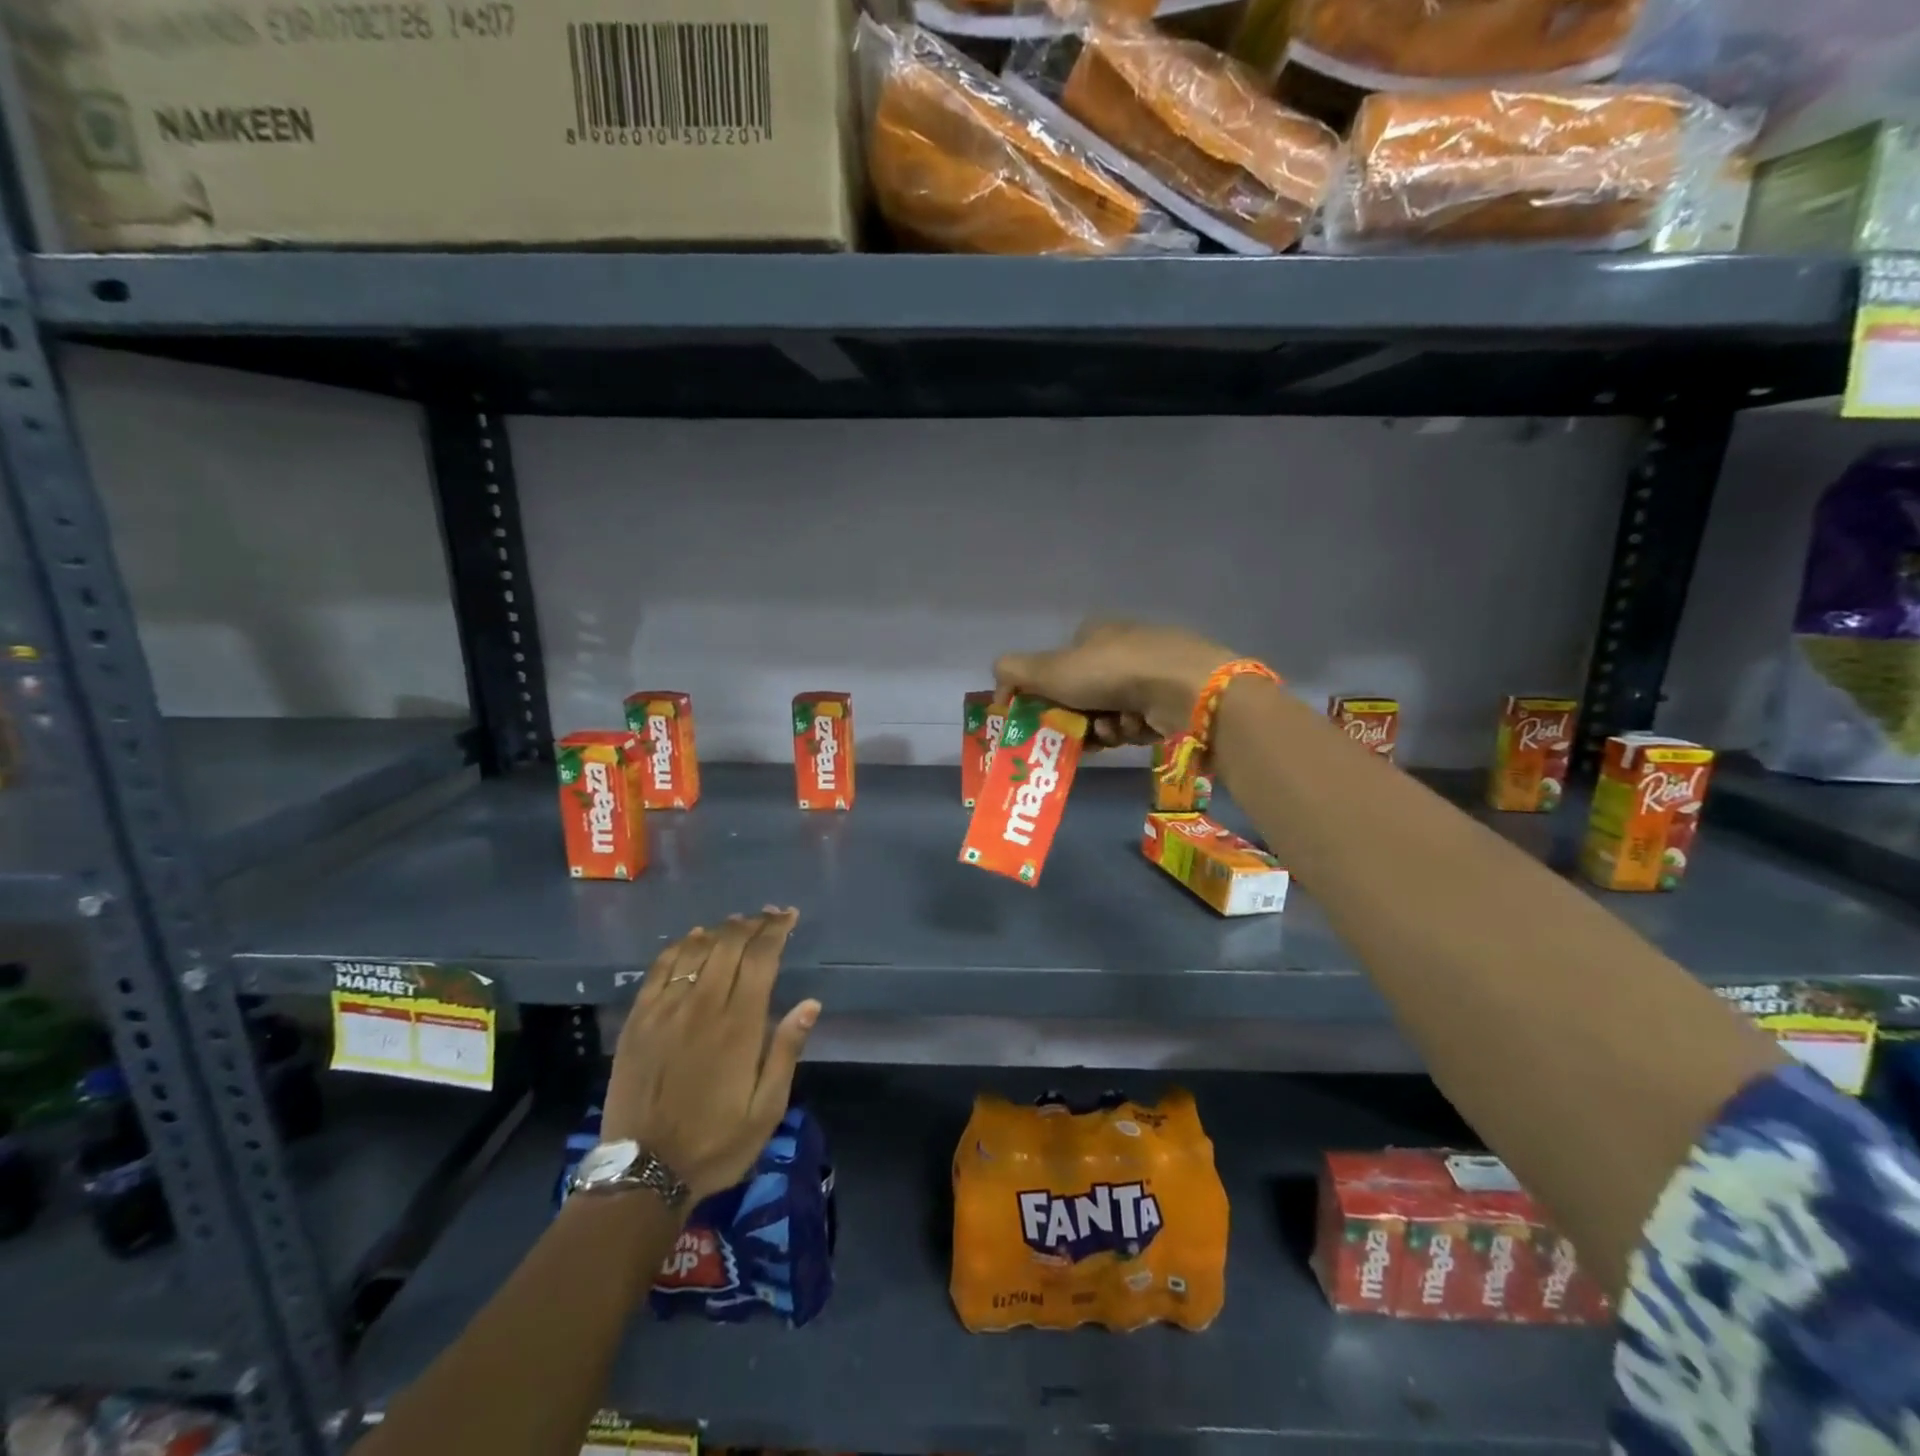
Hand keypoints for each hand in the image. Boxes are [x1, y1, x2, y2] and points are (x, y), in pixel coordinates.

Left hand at [603, 908, 819, 1204]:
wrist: (643, 1173)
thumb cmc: (716, 1142)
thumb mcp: (767, 1109)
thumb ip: (786, 1051)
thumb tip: (810, 1004)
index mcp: (739, 1025)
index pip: (761, 958)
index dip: (776, 930)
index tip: (789, 916)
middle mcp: (703, 1006)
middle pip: (729, 945)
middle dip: (752, 924)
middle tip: (768, 916)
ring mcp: (666, 1010)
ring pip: (696, 950)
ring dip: (720, 930)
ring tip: (736, 924)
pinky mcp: (638, 1020)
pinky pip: (660, 968)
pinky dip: (680, 946)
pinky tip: (692, 940)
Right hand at [994, 620, 1236, 746]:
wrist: (1185, 688)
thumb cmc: (1112, 673)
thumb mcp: (1051, 669)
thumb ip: (1015, 672)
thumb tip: (998, 682)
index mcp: (1095, 631)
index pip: (1059, 666)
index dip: (1048, 695)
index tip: (1044, 719)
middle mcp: (1125, 646)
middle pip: (1084, 695)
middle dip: (1079, 719)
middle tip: (1079, 734)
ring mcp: (1154, 671)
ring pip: (1110, 712)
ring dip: (1105, 728)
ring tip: (1115, 731)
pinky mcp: (1176, 697)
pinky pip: (1140, 721)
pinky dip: (1132, 730)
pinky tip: (1138, 730)